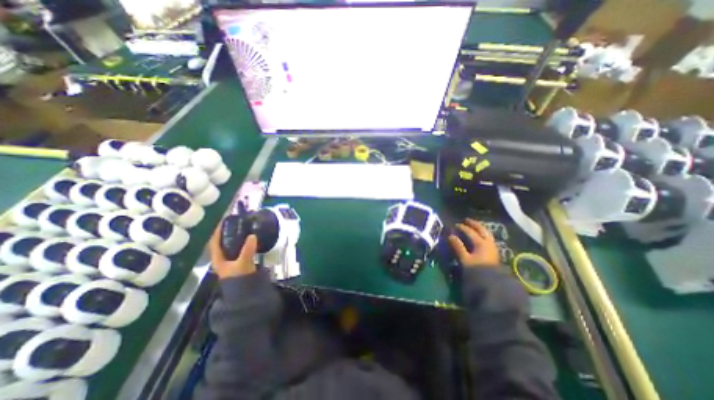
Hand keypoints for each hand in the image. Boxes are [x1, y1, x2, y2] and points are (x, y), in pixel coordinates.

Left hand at [209, 224, 258, 277]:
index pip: (214, 241)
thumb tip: (253, 235)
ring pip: (231, 245)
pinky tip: (249, 239)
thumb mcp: (243, 263)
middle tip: (237, 222)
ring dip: (236, 237)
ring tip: (244, 228)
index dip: (218, 231)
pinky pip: (239, 248)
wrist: (245, 291)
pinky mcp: (239, 261)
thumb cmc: (239, 277)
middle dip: (228, 232)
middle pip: (223, 242)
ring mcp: (231, 260)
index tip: (224, 220)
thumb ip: (247, 249)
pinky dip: (243, 242)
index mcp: (218, 258)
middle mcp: (222, 258)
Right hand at [447, 219, 498, 268]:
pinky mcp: (494, 253)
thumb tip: (450, 236)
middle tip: (466, 220)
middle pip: (482, 229)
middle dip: (474, 224)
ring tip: (473, 226)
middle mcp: (488, 243)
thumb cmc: (477, 270)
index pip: (470, 231)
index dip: (462, 227)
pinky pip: (488, 238)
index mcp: (481, 243)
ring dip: (480, 228)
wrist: (492, 284)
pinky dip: (483, 234)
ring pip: (487, 233)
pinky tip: (479, 236)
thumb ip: (458, 247)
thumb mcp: (465, 259)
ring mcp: (493, 247)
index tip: (455, 225)